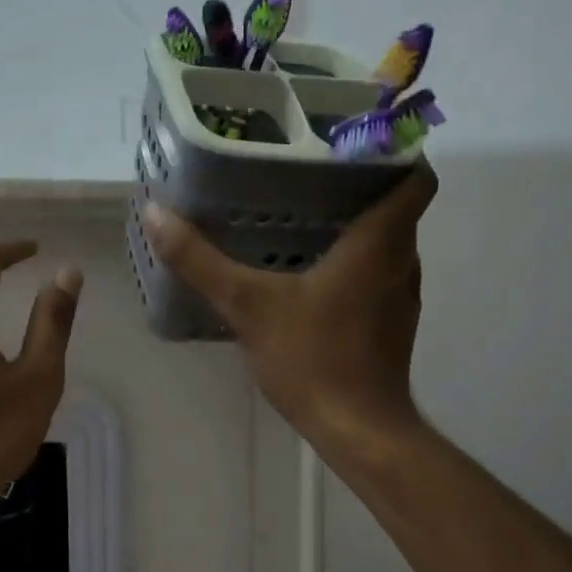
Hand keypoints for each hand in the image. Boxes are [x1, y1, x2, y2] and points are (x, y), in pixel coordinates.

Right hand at [143, 165, 436, 450]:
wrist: (358, 431)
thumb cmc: (314, 359)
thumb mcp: (248, 306)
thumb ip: (201, 261)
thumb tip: (155, 213)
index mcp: (380, 243)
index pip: (416, 175)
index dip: (396, 151)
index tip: (354, 140)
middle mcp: (401, 262)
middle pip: (396, 206)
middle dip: (360, 184)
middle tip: (307, 170)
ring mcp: (400, 297)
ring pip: (386, 243)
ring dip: (355, 225)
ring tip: (303, 213)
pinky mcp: (390, 325)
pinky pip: (377, 275)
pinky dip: (352, 263)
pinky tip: (308, 273)